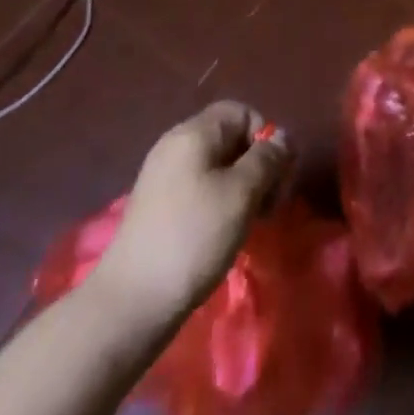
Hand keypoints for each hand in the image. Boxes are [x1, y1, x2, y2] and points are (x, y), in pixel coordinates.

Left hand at [95, 102, 292, 320]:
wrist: (131, 302)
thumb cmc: (193, 238)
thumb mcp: (241, 194)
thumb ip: (267, 159)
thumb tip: (283, 138)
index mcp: (194, 132)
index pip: (242, 112)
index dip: (265, 138)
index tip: (274, 178)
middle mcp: (175, 144)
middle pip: (229, 137)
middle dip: (256, 165)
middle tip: (268, 206)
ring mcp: (162, 175)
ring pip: (215, 166)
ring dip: (240, 187)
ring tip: (248, 223)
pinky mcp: (156, 206)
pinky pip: (198, 187)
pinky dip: (217, 202)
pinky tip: (221, 234)